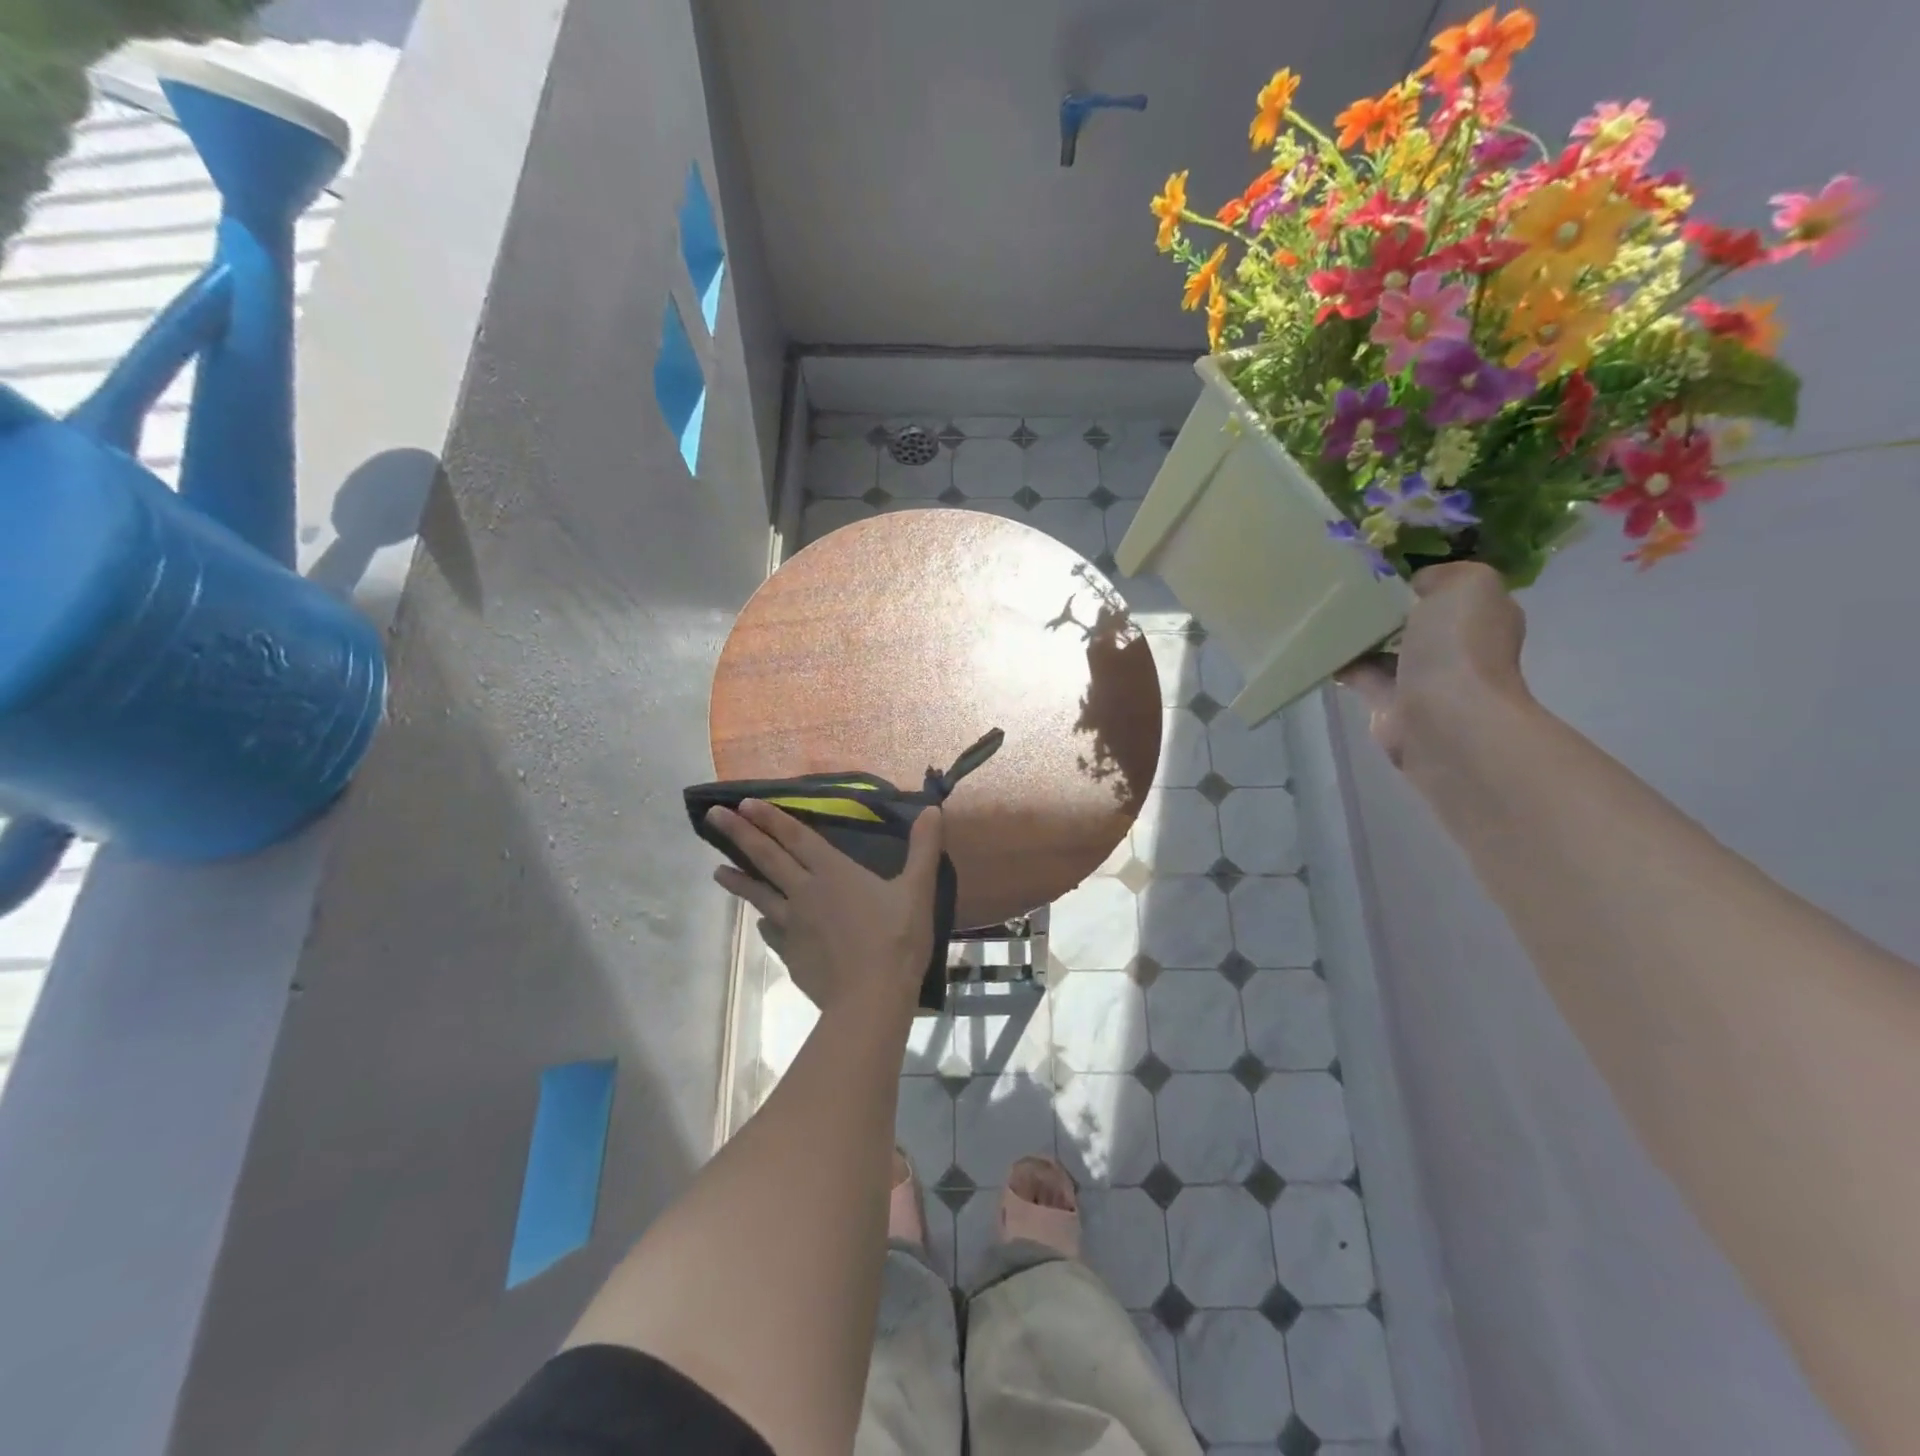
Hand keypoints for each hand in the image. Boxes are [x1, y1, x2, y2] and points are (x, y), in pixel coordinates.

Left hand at [705, 800, 942, 1013]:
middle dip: (740, 834)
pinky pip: (770, 931)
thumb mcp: (917, 890)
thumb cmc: (896, 940)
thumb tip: (934, 809)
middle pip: (766, 858)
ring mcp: (792, 925)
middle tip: (714, 816)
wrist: (870, 999)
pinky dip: (763, 922)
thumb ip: (923, 848)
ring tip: (716, 870)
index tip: (743, 803)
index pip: (796, 836)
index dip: (771, 818)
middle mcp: (805, 892)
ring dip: (737, 880)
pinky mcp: (790, 954)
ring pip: (758, 895)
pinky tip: (759, 924)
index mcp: (833, 872)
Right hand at [1340, 562, 1530, 767]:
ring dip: (1357, 635)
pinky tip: (1316, 646)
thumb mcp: (1466, 584)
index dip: (1416, 578)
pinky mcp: (1388, 703)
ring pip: (1383, 647)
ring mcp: (1422, 678)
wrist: (1443, 718)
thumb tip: (1410, 587)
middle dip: (1382, 606)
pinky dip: (1339, 662)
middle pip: (1412, 618)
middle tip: (1343, 588)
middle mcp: (1456, 647)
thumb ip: (1440, 575)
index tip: (1378, 567)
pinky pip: (1359, 674)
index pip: (1448, 590)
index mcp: (1481, 616)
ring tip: (1322, 614)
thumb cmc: (1459, 647)